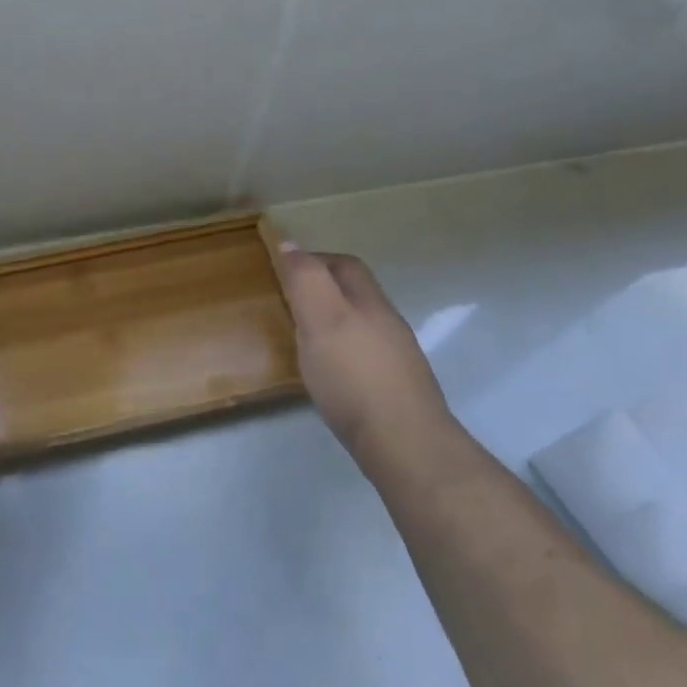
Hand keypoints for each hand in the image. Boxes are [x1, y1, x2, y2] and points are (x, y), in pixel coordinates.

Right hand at [275, 245, 459, 477]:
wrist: (403, 442)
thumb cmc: (353, 377)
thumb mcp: (321, 320)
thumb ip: (306, 281)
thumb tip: (290, 244)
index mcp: (368, 302)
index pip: (344, 265)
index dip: (315, 259)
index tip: (284, 267)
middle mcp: (386, 323)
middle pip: (356, 293)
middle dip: (326, 287)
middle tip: (290, 299)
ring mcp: (395, 357)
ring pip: (361, 324)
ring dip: (334, 321)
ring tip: (304, 335)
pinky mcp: (394, 388)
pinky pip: (364, 355)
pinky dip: (342, 351)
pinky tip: (329, 372)